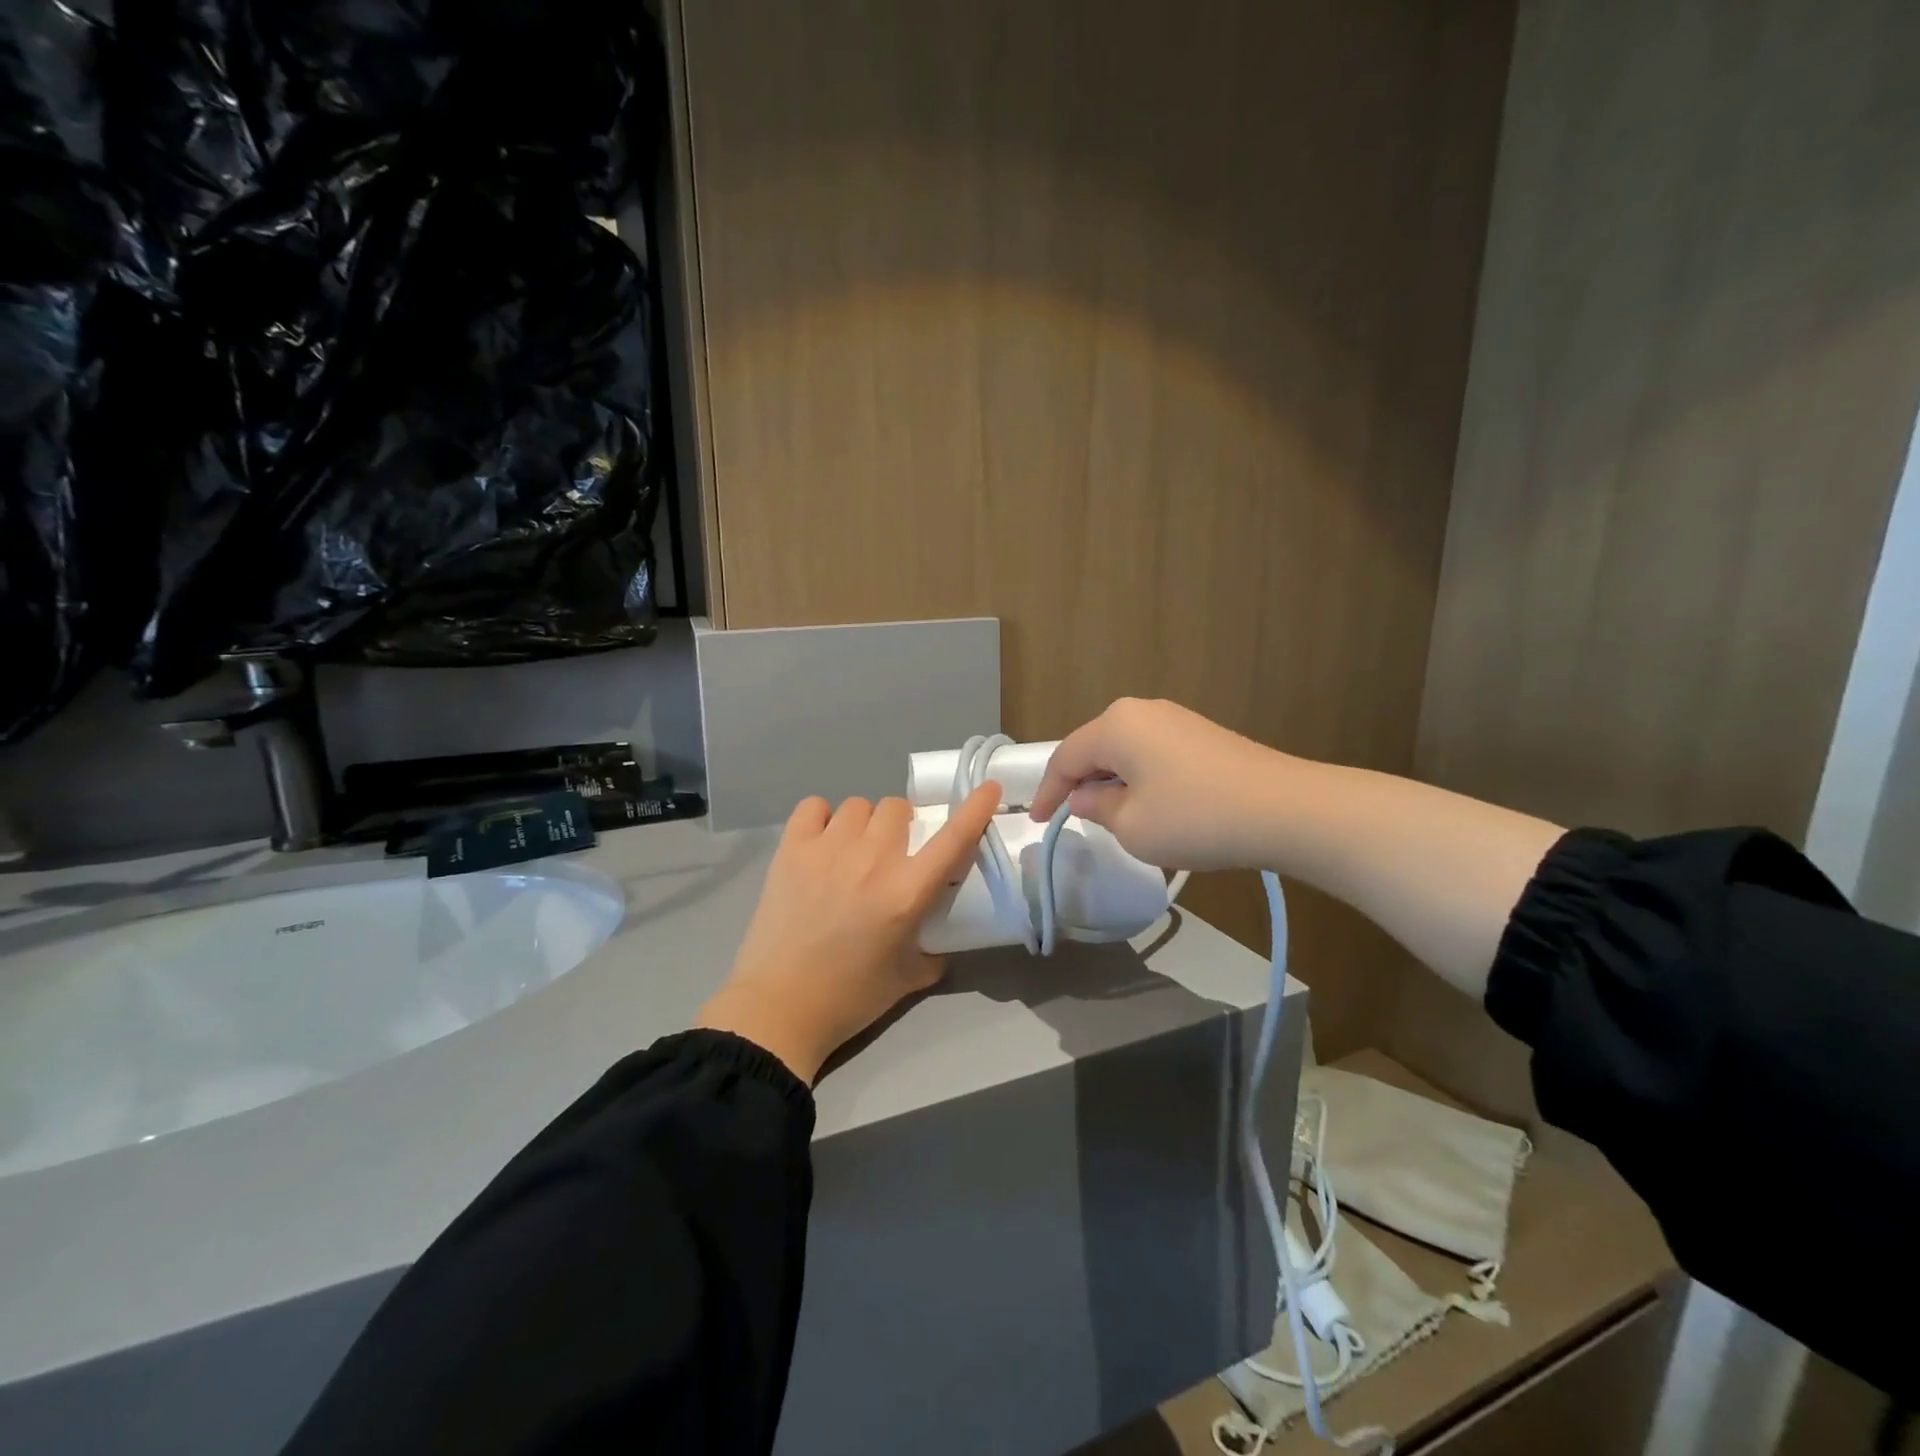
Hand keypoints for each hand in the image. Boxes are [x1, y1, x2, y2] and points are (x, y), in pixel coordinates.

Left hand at [695, 785, 1001, 1083]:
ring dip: (863, 824)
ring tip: (851, 852)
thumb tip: (941, 933)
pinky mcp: (791, 849)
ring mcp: (828, 849)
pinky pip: (814, 807)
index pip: (953, 838)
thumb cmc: (850, 998)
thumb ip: (935, 949)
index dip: (975, 809)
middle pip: (897, 808)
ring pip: (858, 805)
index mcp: (907, 892)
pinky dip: (822, 818)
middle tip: (890, 853)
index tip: (988, 788)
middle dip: (900, 827)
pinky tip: (820, 843)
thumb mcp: (909, 977)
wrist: (779, 1008)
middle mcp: (872, 860)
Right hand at [1028, 698, 1290, 870]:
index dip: (1047, 792)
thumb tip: (1085, 797)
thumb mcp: (1132, 826)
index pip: (1065, 758)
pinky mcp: (1200, 734)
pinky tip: (1147, 804)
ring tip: (1107, 814)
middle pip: (1094, 748)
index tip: (1036, 821)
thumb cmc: (1194, 818)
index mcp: (1115, 725)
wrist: (1284, 809)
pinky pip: (1152, 753)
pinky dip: (1138, 778)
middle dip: (1079, 783)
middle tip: (1069, 816)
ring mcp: (1175, 719)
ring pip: (1124, 750)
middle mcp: (1141, 710)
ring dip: (1110, 781)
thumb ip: (1097, 809)